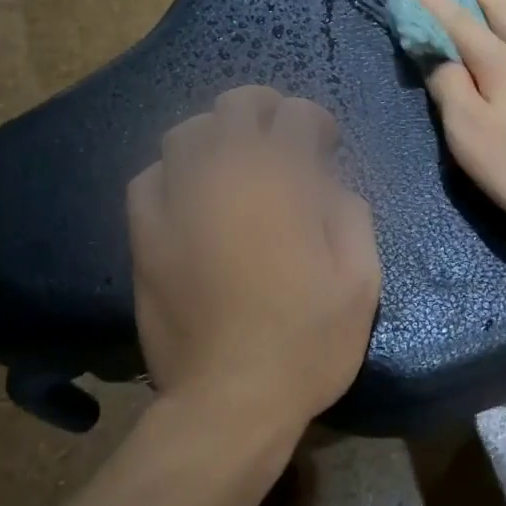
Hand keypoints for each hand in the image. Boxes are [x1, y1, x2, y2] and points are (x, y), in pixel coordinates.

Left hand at [128, 86, 381, 435]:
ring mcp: (176, 200)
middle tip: (283, 137)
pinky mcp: (144, 233)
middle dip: (266, 109)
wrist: (230, 400)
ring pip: (187, 132)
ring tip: (235, 161)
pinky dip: (174, 172)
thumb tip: (328, 185)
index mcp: (281, 179)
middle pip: (236, 105)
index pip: (296, 115)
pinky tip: (191, 194)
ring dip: (218, 135)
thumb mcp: (360, 279)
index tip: (326, 145)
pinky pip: (150, 177)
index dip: (316, 122)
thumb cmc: (307, 341)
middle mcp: (223, 173)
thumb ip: (350, 213)